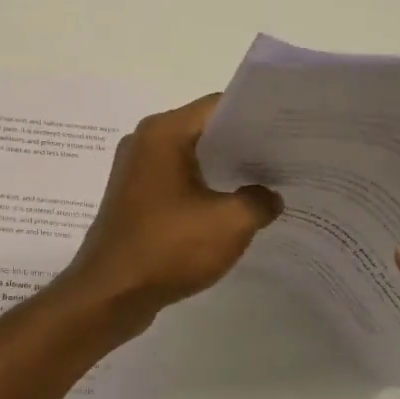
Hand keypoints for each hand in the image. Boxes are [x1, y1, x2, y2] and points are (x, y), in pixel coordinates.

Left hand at [56, 95, 281, 336]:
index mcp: (163, 132)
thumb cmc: (167, 248)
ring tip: (267, 183)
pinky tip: (232, 208)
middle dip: (243, 143)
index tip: (290, 130)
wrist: (109, 293)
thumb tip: (269, 195)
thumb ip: (259, 200)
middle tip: (286, 157)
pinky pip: (176, 179)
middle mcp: (145, 140)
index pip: (218, 106)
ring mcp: (135, 169)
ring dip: (224, 168)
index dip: (256, 115)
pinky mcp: (134, 196)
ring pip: (190, 156)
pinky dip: (203, 187)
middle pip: (203, 128)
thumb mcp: (229, 224)